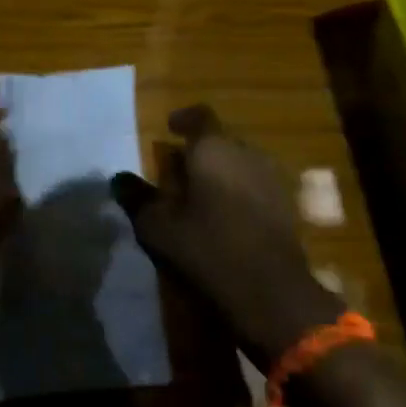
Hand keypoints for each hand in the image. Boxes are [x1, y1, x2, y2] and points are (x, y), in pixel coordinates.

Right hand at [112, 104, 341, 367]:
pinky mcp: (286, 205)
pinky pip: (256, 185)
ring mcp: (272, 178)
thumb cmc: (208, 249)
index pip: (200, 117)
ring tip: (200, 196)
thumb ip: (138, 198)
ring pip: (240, 163)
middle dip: (200, 151)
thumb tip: (119, 179)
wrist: (271, 290)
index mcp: (214, 149)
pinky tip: (226, 217)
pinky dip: (239, 192)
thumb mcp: (159, 227)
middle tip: (178, 172)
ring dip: (221, 172)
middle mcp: (247, 153)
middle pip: (221, 141)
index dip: (184, 119)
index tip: (170, 127)